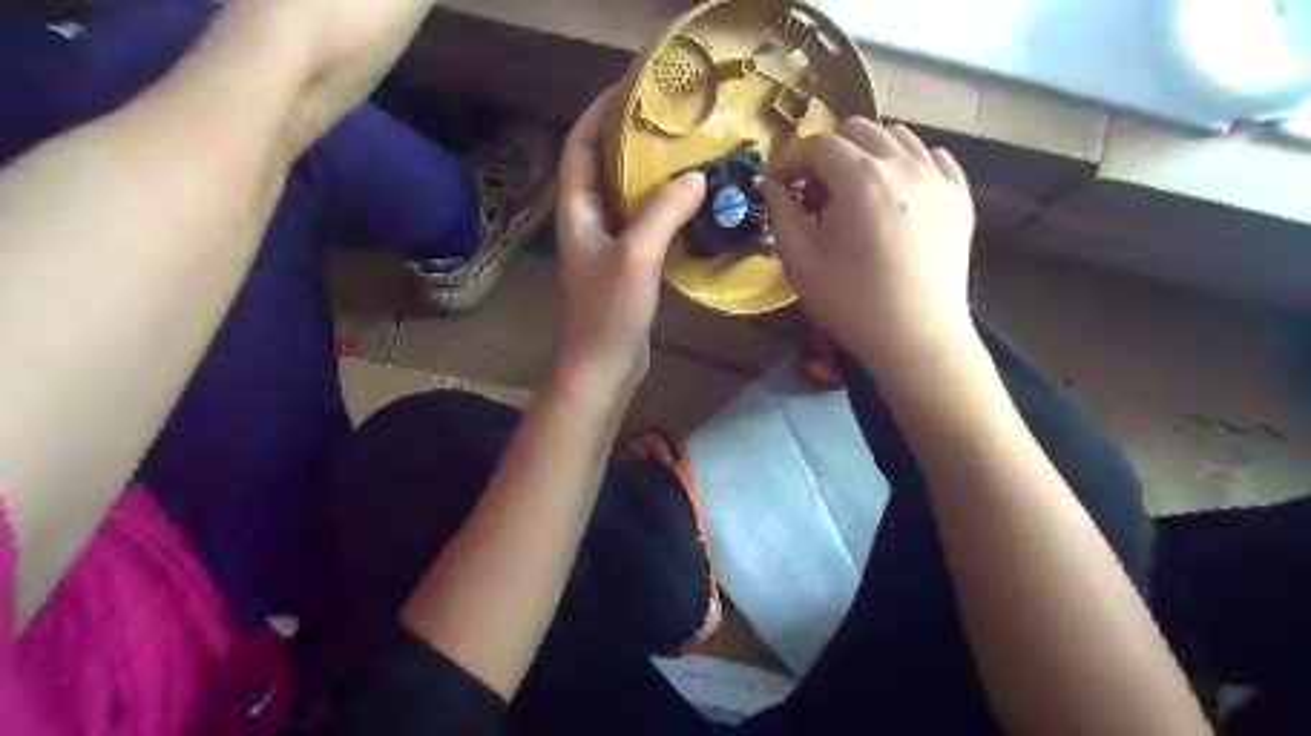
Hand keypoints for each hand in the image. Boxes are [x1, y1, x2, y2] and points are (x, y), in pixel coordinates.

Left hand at [559, 92, 711, 397]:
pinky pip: (645, 226)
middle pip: (604, 168)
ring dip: (651, 176)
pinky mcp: (627, 267)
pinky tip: (693, 206)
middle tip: (670, 121)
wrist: (603, 367)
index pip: (580, 147)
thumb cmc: (609, 312)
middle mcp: (588, 222)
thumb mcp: (635, 256)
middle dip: (630, 140)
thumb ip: (662, 212)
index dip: (599, 114)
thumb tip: (696, 176)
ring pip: (627, 198)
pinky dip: (665, 211)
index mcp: (577, 212)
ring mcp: (608, 246)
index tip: (630, 89)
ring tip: (687, 155)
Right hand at [771, 117, 971, 368]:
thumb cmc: (852, 305)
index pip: (818, 144)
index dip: (791, 161)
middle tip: (815, 195)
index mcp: (860, 178)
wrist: (918, 340)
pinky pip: (932, 158)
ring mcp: (938, 178)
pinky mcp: (960, 198)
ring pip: (896, 137)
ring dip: (866, 155)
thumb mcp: (800, 262)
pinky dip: (907, 164)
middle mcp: (903, 164)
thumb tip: (773, 183)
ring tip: (855, 194)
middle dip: (827, 154)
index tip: (779, 188)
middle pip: (857, 130)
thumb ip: (781, 213)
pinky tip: (895, 195)